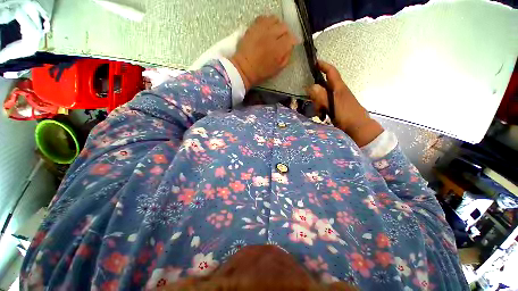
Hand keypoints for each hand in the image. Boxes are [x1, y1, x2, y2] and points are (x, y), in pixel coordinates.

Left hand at [230, 15, 297, 90]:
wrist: (244, 68)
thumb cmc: (261, 72)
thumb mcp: (277, 69)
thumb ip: (286, 57)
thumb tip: (290, 48)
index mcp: (278, 49)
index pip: (291, 38)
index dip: (292, 42)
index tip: (290, 45)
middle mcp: (272, 36)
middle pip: (284, 27)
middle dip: (285, 34)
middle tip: (282, 40)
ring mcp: (262, 29)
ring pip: (275, 20)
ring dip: (277, 26)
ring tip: (274, 33)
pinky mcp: (253, 27)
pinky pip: (264, 18)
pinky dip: (267, 22)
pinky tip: (266, 30)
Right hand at [307, 60, 383, 146]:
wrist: (358, 128)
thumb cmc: (347, 116)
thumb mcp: (333, 106)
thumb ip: (322, 96)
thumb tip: (311, 86)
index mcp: (339, 88)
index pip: (331, 72)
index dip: (323, 66)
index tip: (314, 62)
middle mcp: (338, 91)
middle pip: (323, 86)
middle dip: (316, 93)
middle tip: (314, 104)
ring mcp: (337, 99)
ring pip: (323, 96)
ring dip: (318, 103)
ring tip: (320, 113)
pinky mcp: (336, 106)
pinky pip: (325, 103)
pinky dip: (321, 108)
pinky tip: (322, 116)